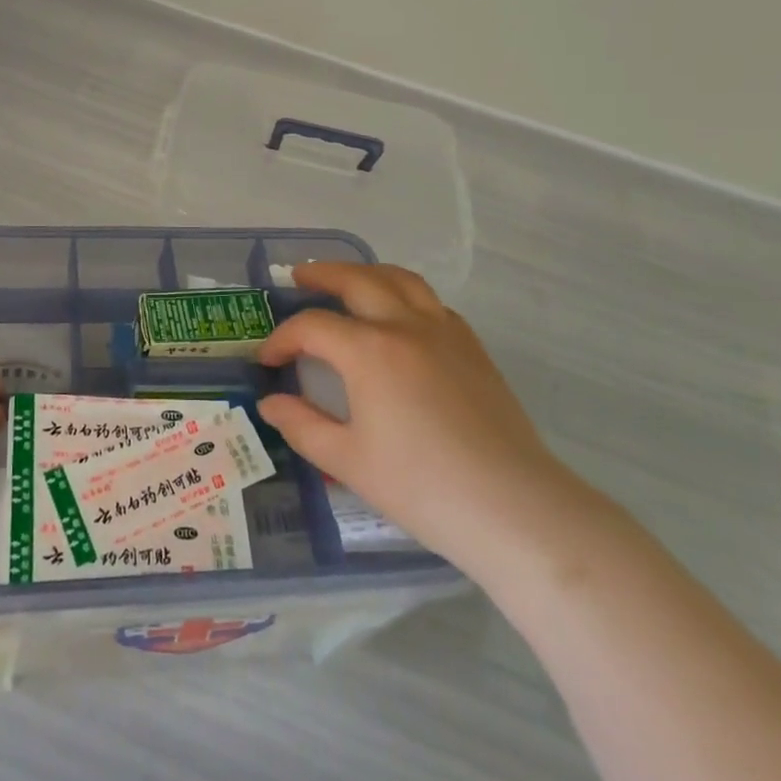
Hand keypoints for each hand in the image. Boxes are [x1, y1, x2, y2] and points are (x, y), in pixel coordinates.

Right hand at [255, 262, 576, 582]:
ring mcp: (445, 333)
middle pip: (357, 280)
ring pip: (401, 279)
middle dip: (322, 275)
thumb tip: (270, 403)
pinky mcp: (473, 348)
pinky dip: (405, 296)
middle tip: (299, 277)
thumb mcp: (348, 461)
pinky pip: (432, 303)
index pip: (312, 327)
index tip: (266, 359)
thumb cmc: (422, 487)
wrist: (513, 508)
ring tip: (348, 279)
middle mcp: (405, 326)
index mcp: (369, 351)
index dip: (282, 339)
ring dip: (367, 272)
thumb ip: (302, 425)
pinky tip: (400, 317)